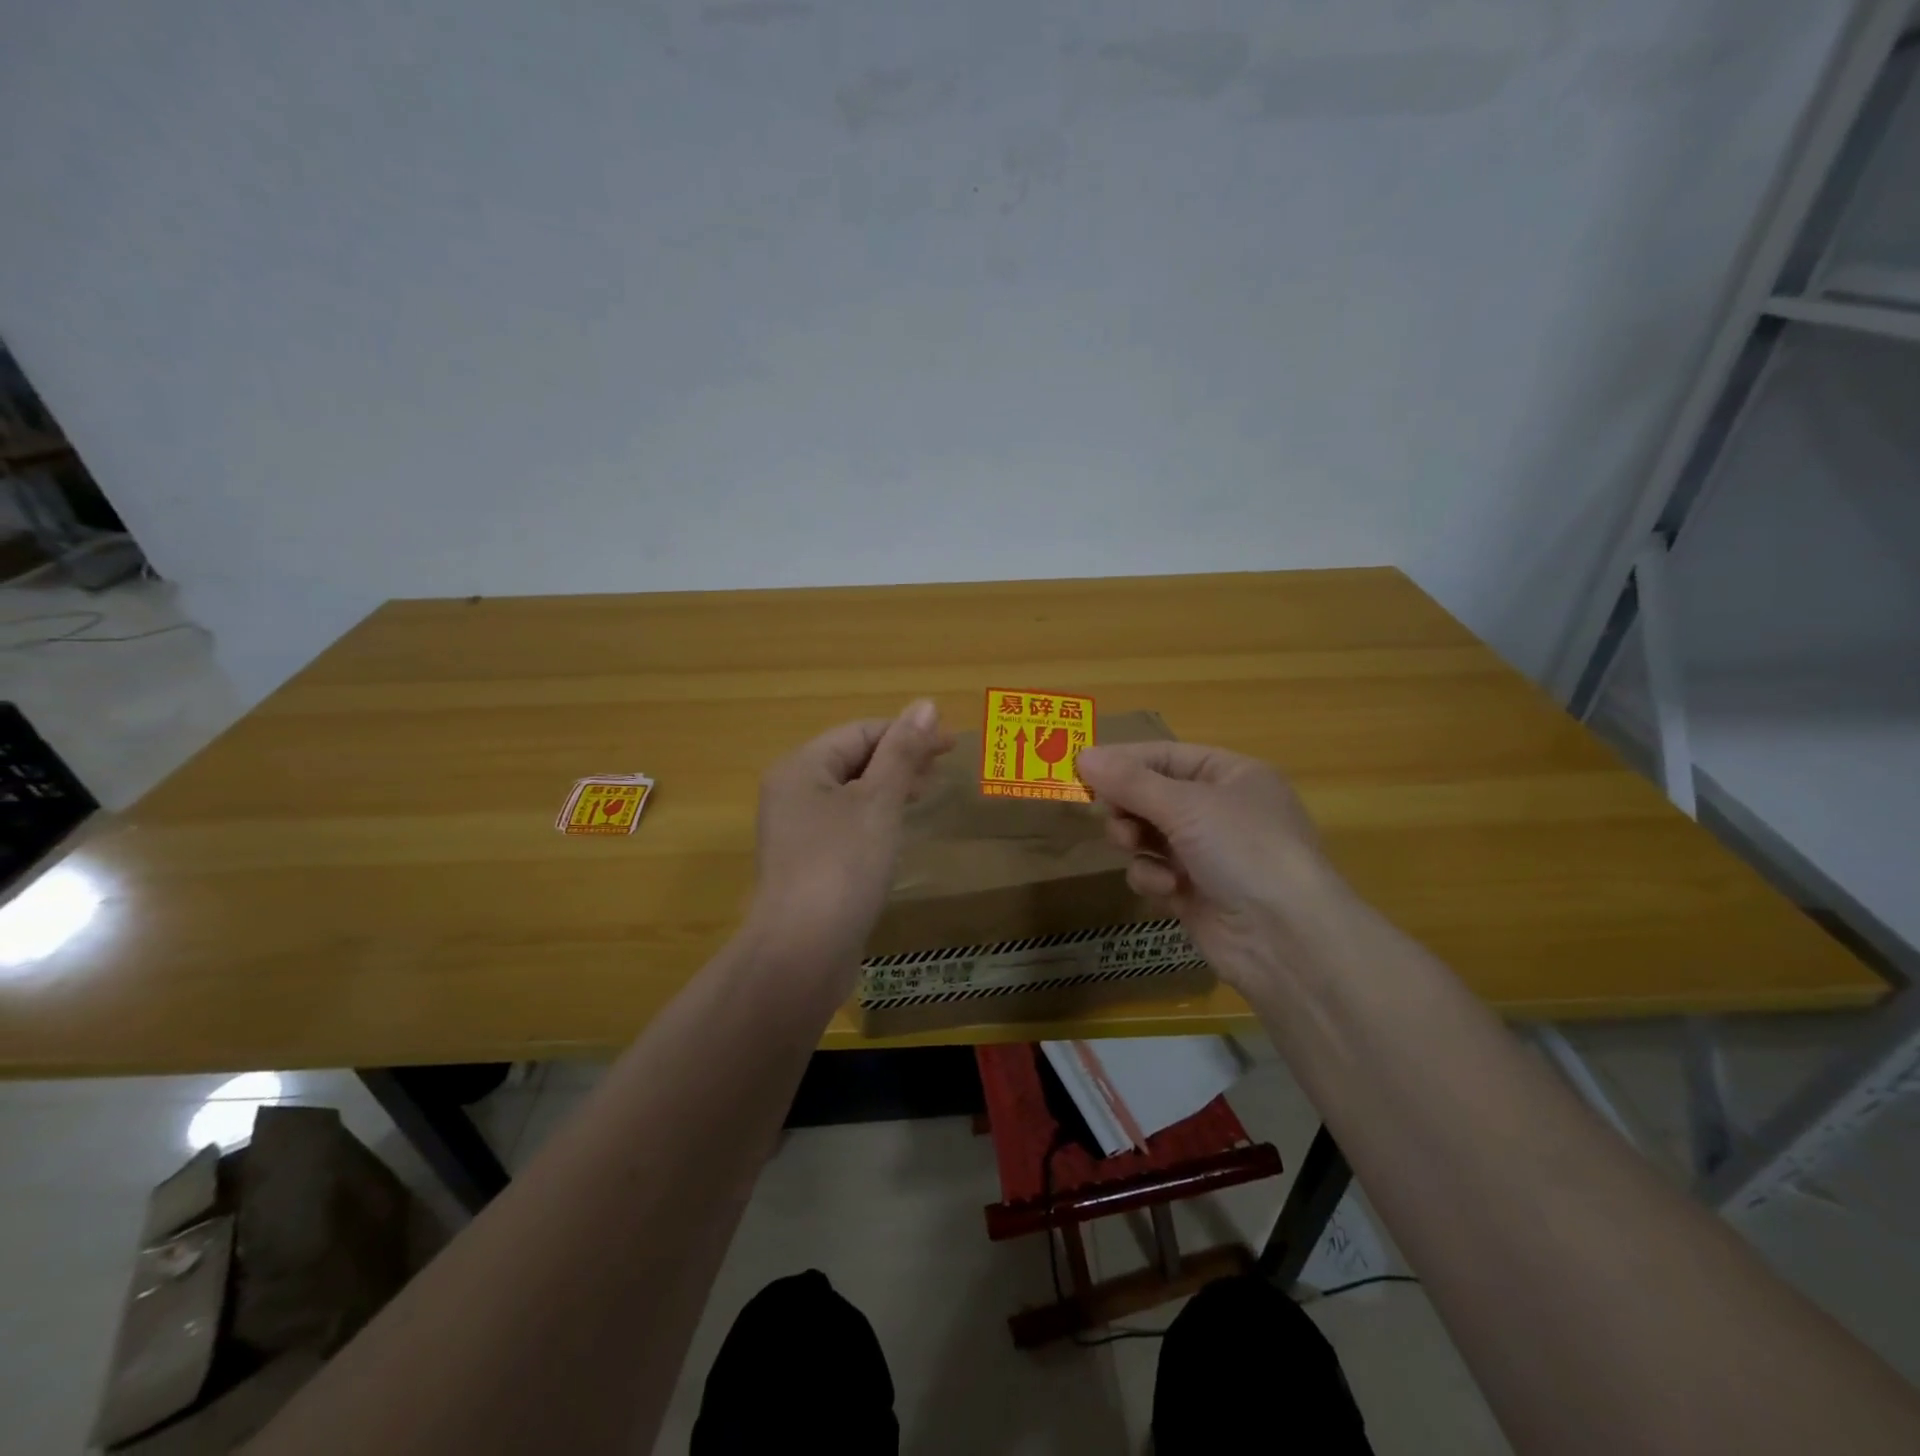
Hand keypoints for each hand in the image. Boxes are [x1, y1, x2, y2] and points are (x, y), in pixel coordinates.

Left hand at [744, 700, 953, 992]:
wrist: (802, 952)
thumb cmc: (842, 865)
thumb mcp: (879, 801)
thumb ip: (902, 752)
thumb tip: (925, 704)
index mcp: (801, 767)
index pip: (860, 731)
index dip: (907, 732)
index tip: (951, 745)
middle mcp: (792, 793)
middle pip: (852, 760)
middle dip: (899, 759)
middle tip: (942, 769)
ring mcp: (796, 831)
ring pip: (850, 794)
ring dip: (889, 788)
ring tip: (926, 794)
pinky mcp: (807, 864)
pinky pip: (845, 826)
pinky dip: (875, 819)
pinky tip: (898, 831)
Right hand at [1074, 742, 1351, 994]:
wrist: (1286, 939)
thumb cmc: (1243, 850)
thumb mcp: (1185, 805)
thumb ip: (1130, 781)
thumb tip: (1082, 754)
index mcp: (1231, 775)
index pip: (1166, 755)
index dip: (1125, 760)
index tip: (1082, 768)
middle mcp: (1220, 810)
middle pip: (1152, 795)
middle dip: (1128, 806)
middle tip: (1109, 813)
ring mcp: (1208, 854)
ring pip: (1147, 835)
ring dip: (1136, 841)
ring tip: (1133, 846)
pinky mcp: (1195, 892)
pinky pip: (1154, 872)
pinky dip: (1153, 878)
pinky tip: (1167, 889)